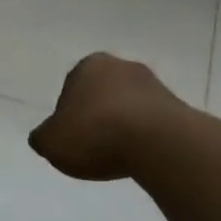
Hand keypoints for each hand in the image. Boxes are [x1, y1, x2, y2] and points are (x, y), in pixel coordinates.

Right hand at [29, 53, 180, 180]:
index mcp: (88, 66)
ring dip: (123, 126)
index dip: (69, 116)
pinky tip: (140, 155)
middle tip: (93, 147)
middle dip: (98, 116)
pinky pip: (151, 122)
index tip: (72, 139)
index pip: (71, 89)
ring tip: (119, 155)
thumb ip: (43, 137)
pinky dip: (144, 136)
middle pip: (102, 94)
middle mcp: (121, 66)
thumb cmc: (95, 134)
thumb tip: (45, 136)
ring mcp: (153, 83)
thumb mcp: (51, 142)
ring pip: (129, 107)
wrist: (156, 141)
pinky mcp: (177, 105)